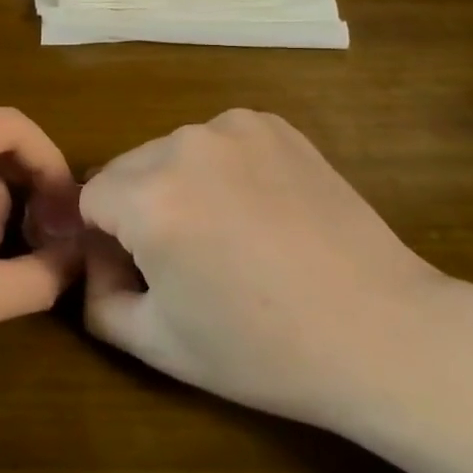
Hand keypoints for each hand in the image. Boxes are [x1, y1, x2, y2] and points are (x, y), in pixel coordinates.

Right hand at [81, 110, 472, 472]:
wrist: (384, 332)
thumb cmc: (264, 349)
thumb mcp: (159, 344)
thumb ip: (96, 300)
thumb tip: (92, 261)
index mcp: (148, 198)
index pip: (89, 198)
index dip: (106, 239)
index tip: (141, 272)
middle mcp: (183, 144)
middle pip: (126, 169)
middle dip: (138, 208)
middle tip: (186, 258)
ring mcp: (232, 127)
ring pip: (169, 153)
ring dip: (177, 185)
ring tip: (227, 234)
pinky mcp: (272, 123)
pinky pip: (216, 141)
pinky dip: (220, 168)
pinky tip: (258, 209)